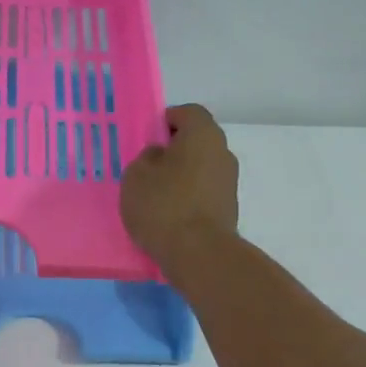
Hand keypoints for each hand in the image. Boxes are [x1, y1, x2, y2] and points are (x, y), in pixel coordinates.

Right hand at [120, 104, 238, 269]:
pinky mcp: (229, 208)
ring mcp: (229, 182)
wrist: (199, 254)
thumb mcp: (136, 175)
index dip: (167, 120)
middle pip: (197, 141)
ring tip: (156, 195)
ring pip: (201, 168)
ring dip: (182, 175)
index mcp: (203, 134)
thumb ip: (146, 158)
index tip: (148, 137)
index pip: (188, 112)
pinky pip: (204, 192)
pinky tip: (169, 214)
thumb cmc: (163, 205)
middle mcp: (223, 152)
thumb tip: (160, 156)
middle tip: (148, 166)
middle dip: (174, 149)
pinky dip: (189, 196)